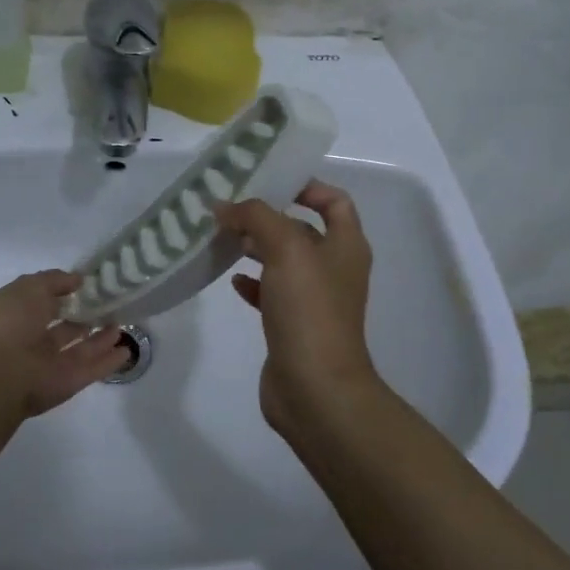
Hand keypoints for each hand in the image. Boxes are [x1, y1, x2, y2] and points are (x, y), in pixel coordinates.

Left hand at [0, 271, 127, 419]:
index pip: (44, 302)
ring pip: (80, 349)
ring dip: (100, 338)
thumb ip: (55, 281)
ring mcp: (51, 364)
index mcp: (17, 315)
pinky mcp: (68, 383)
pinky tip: (127, 350)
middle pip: (64, 328)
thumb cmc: (9, 322)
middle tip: (110, 304)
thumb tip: (78, 280)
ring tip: (121, 323)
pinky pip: (93, 369)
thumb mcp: (29, 287)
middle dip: (84, 316)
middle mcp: (32, 340)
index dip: (65, 293)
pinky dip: (109, 361)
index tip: (90, 284)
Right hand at [216, 181, 381, 435]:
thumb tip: (225, 206)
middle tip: (230, 208)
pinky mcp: (292, 324)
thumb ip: (256, 217)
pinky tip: (231, 279)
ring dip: (256, 247)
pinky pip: (271, 292)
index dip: (306, 186)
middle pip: (302, 229)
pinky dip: (252, 282)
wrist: (315, 388)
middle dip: (268, 216)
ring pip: (283, 261)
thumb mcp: (286, 250)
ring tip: (223, 238)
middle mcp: (334, 268)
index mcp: (346, 245)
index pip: (334, 200)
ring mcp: (314, 299)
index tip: (268, 181)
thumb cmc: (309, 310)